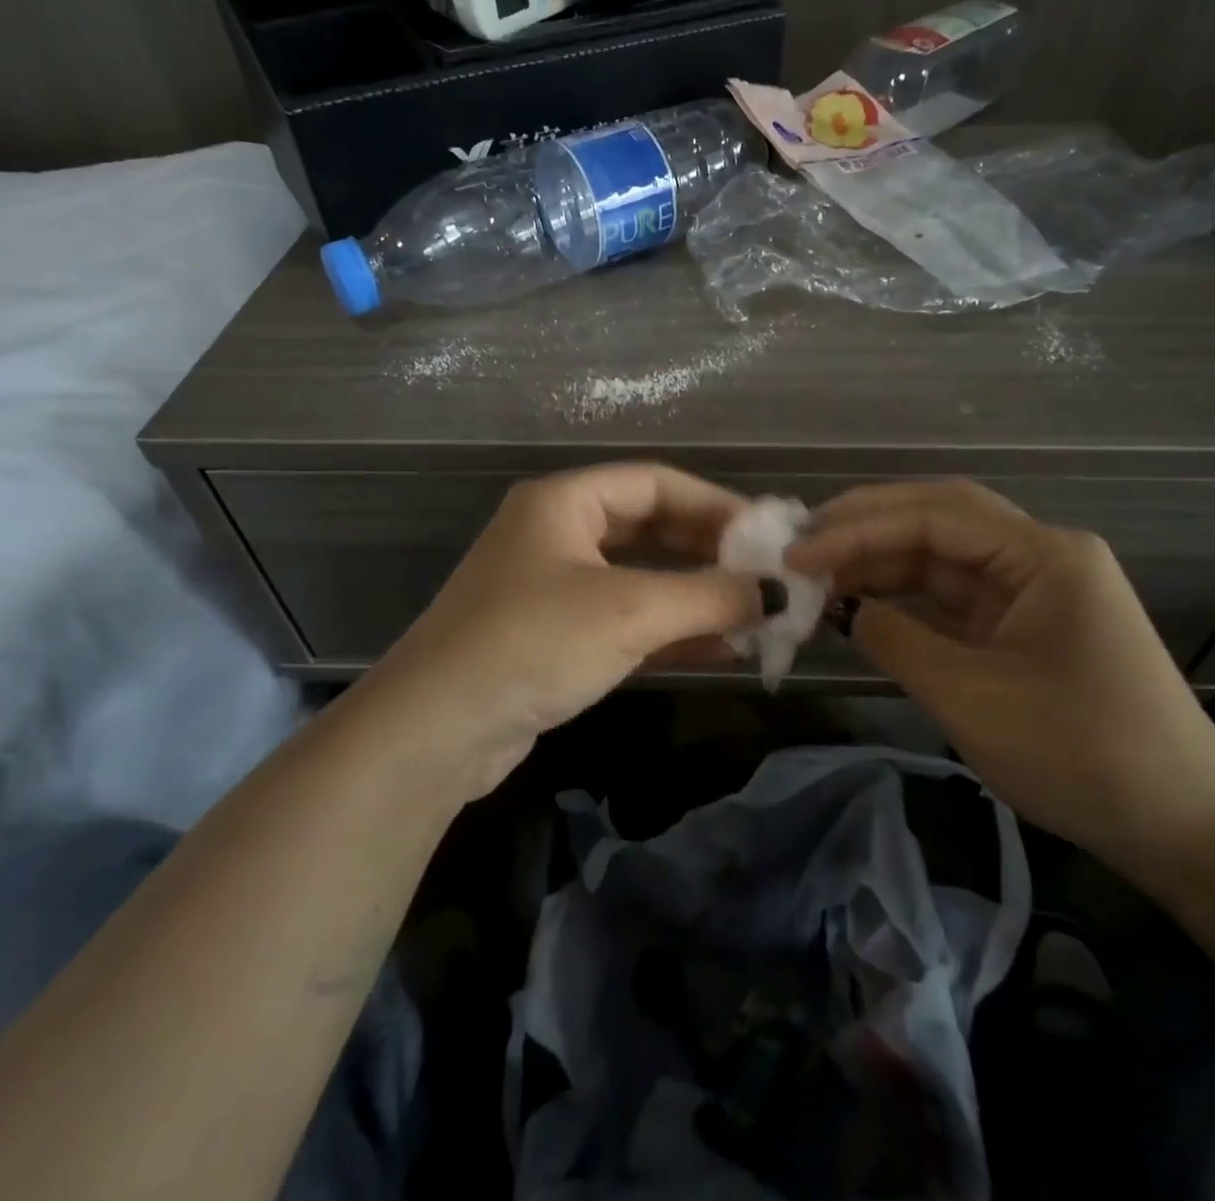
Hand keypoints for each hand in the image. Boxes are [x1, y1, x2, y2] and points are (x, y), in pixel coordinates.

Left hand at [356, 463, 769, 796]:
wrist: (436, 732)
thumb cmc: (534, 643)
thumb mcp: (630, 612)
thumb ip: (710, 596)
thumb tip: (778, 592)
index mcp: (564, 502)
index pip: (656, 482)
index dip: (716, 504)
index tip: (768, 535)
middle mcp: (557, 534)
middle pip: (651, 529)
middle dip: (710, 554)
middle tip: (766, 578)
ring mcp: (553, 587)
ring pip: (640, 579)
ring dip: (695, 597)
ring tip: (754, 616)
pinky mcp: (554, 637)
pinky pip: (625, 621)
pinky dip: (670, 632)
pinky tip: (720, 650)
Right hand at [785, 479, 1214, 875]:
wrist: (1183, 828)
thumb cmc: (1082, 755)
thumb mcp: (972, 697)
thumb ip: (897, 641)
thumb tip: (840, 608)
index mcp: (1043, 555)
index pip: (935, 516)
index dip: (859, 529)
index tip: (799, 555)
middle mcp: (1038, 555)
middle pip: (938, 520)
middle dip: (866, 528)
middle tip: (800, 546)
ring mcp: (1031, 589)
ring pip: (941, 556)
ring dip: (880, 562)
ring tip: (817, 574)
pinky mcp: (1022, 624)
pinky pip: (951, 595)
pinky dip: (903, 598)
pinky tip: (859, 603)